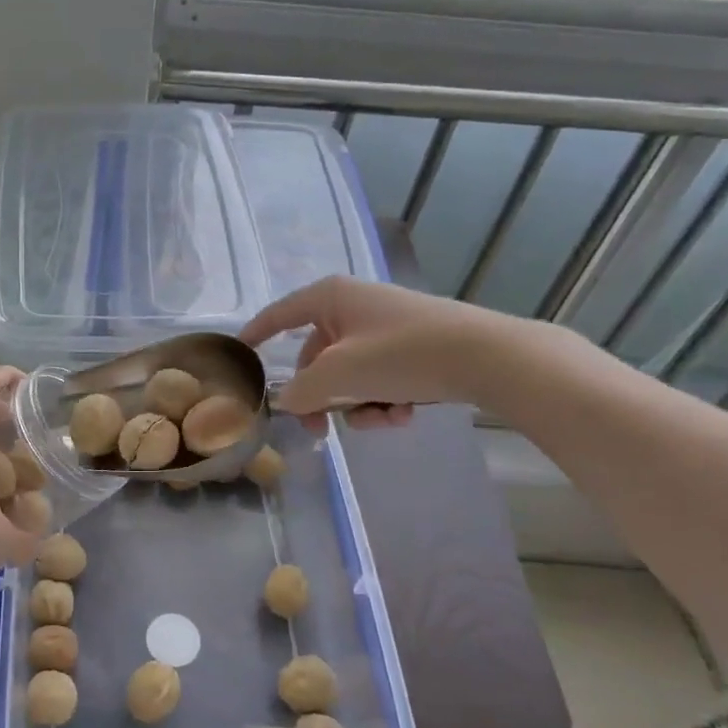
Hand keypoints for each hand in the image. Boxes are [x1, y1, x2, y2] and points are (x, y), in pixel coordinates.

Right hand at [240, 276, 519, 431]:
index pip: (280, 313)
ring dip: (356, 403)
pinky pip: (379, 377)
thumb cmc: (402, 353)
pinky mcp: (414, 347)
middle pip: (317, 355)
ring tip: (380, 418)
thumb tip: (287, 401)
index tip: (239, 352)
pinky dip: (384, 399)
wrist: (488, 358)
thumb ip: (302, 390)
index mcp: (332, 297)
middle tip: (317, 430)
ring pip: (350, 373)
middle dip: (319, 395)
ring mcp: (387, 327)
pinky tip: (403, 413)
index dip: (257, 333)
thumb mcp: (340, 374)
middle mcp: (356, 306)